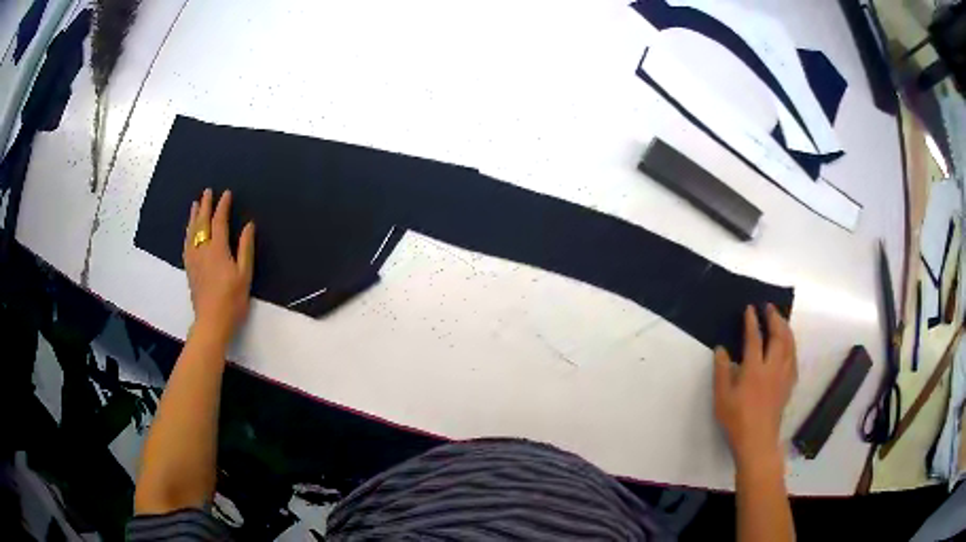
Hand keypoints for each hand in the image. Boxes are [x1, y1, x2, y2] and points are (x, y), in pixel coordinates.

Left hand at [183, 189, 254, 342]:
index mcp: (218, 249)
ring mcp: (193, 259)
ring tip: (195, 205)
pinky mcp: (189, 269)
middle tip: (207, 192)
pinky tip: (188, 232)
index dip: (222, 206)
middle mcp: (202, 250)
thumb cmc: (232, 300)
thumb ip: (245, 248)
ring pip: (191, 232)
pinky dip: (188, 233)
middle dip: (205, 206)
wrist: (211, 322)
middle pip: (202, 223)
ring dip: (193, 217)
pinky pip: (186, 244)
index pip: (219, 221)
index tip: (226, 194)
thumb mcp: (245, 275)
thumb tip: (248, 225)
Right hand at [714, 304, 796, 466]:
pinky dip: (791, 346)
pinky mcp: (789, 384)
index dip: (752, 322)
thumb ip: (722, 371)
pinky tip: (789, 346)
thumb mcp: (722, 397)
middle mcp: (772, 368)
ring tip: (781, 320)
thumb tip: (721, 349)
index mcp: (754, 370)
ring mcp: (783, 376)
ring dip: (785, 329)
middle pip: (778, 336)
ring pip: (789, 345)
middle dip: (774, 318)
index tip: (750, 308)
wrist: (757, 440)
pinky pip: (794, 358)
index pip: (754, 339)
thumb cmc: (736, 420)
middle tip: (769, 307)